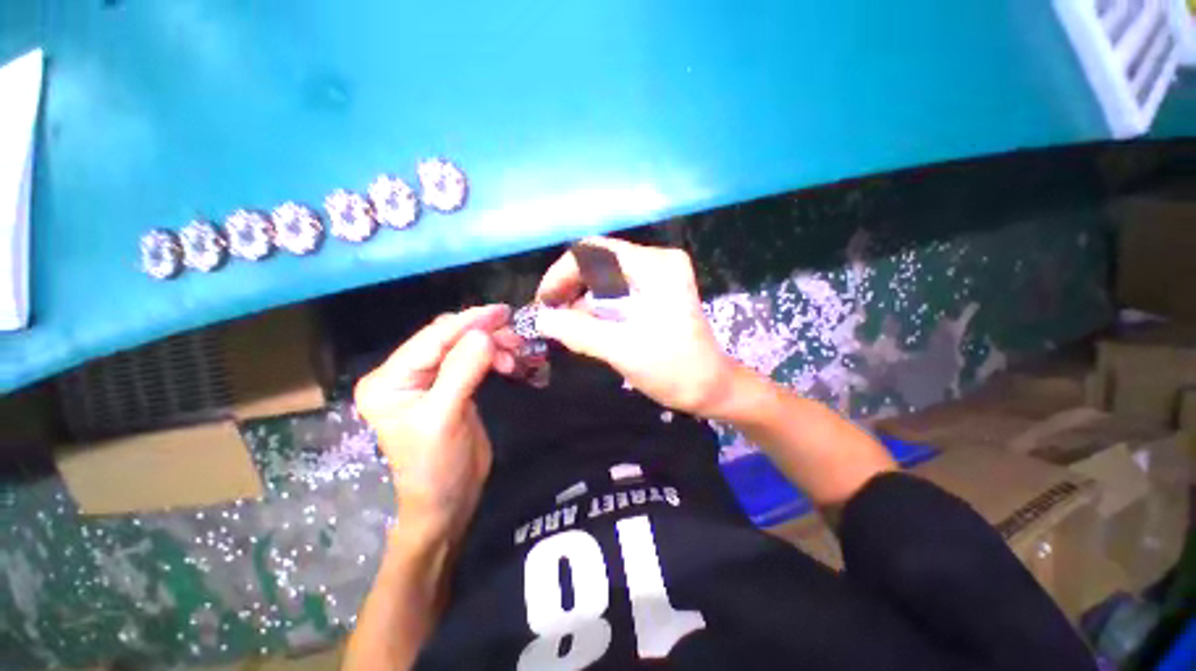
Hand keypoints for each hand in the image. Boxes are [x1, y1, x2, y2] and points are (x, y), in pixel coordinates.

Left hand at [354, 305, 514, 542]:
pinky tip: (508, 362)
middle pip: (447, 338)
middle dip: (483, 333)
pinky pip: (473, 360)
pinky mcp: (452, 386)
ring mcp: (430, 379)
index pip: (431, 339)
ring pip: (463, 347)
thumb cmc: (435, 466)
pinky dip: (493, 356)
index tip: (502, 311)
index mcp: (389, 380)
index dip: (467, 322)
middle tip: (515, 336)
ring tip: (515, 353)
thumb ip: (462, 372)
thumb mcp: (444, 418)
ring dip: (491, 345)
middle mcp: (406, 374)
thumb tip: (484, 335)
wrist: (447, 500)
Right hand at [535, 237, 737, 415]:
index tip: (545, 301)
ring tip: (565, 321)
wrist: (710, 387)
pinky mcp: (656, 290)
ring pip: (605, 275)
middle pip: (599, 260)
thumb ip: (579, 331)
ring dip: (581, 296)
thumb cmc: (674, 370)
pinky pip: (616, 288)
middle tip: (551, 313)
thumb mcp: (622, 350)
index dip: (562, 273)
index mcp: (655, 266)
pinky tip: (586, 323)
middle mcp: (657, 261)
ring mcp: (658, 275)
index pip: (594, 251)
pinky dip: (597, 304)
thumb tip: (541, 317)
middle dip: (570, 285)